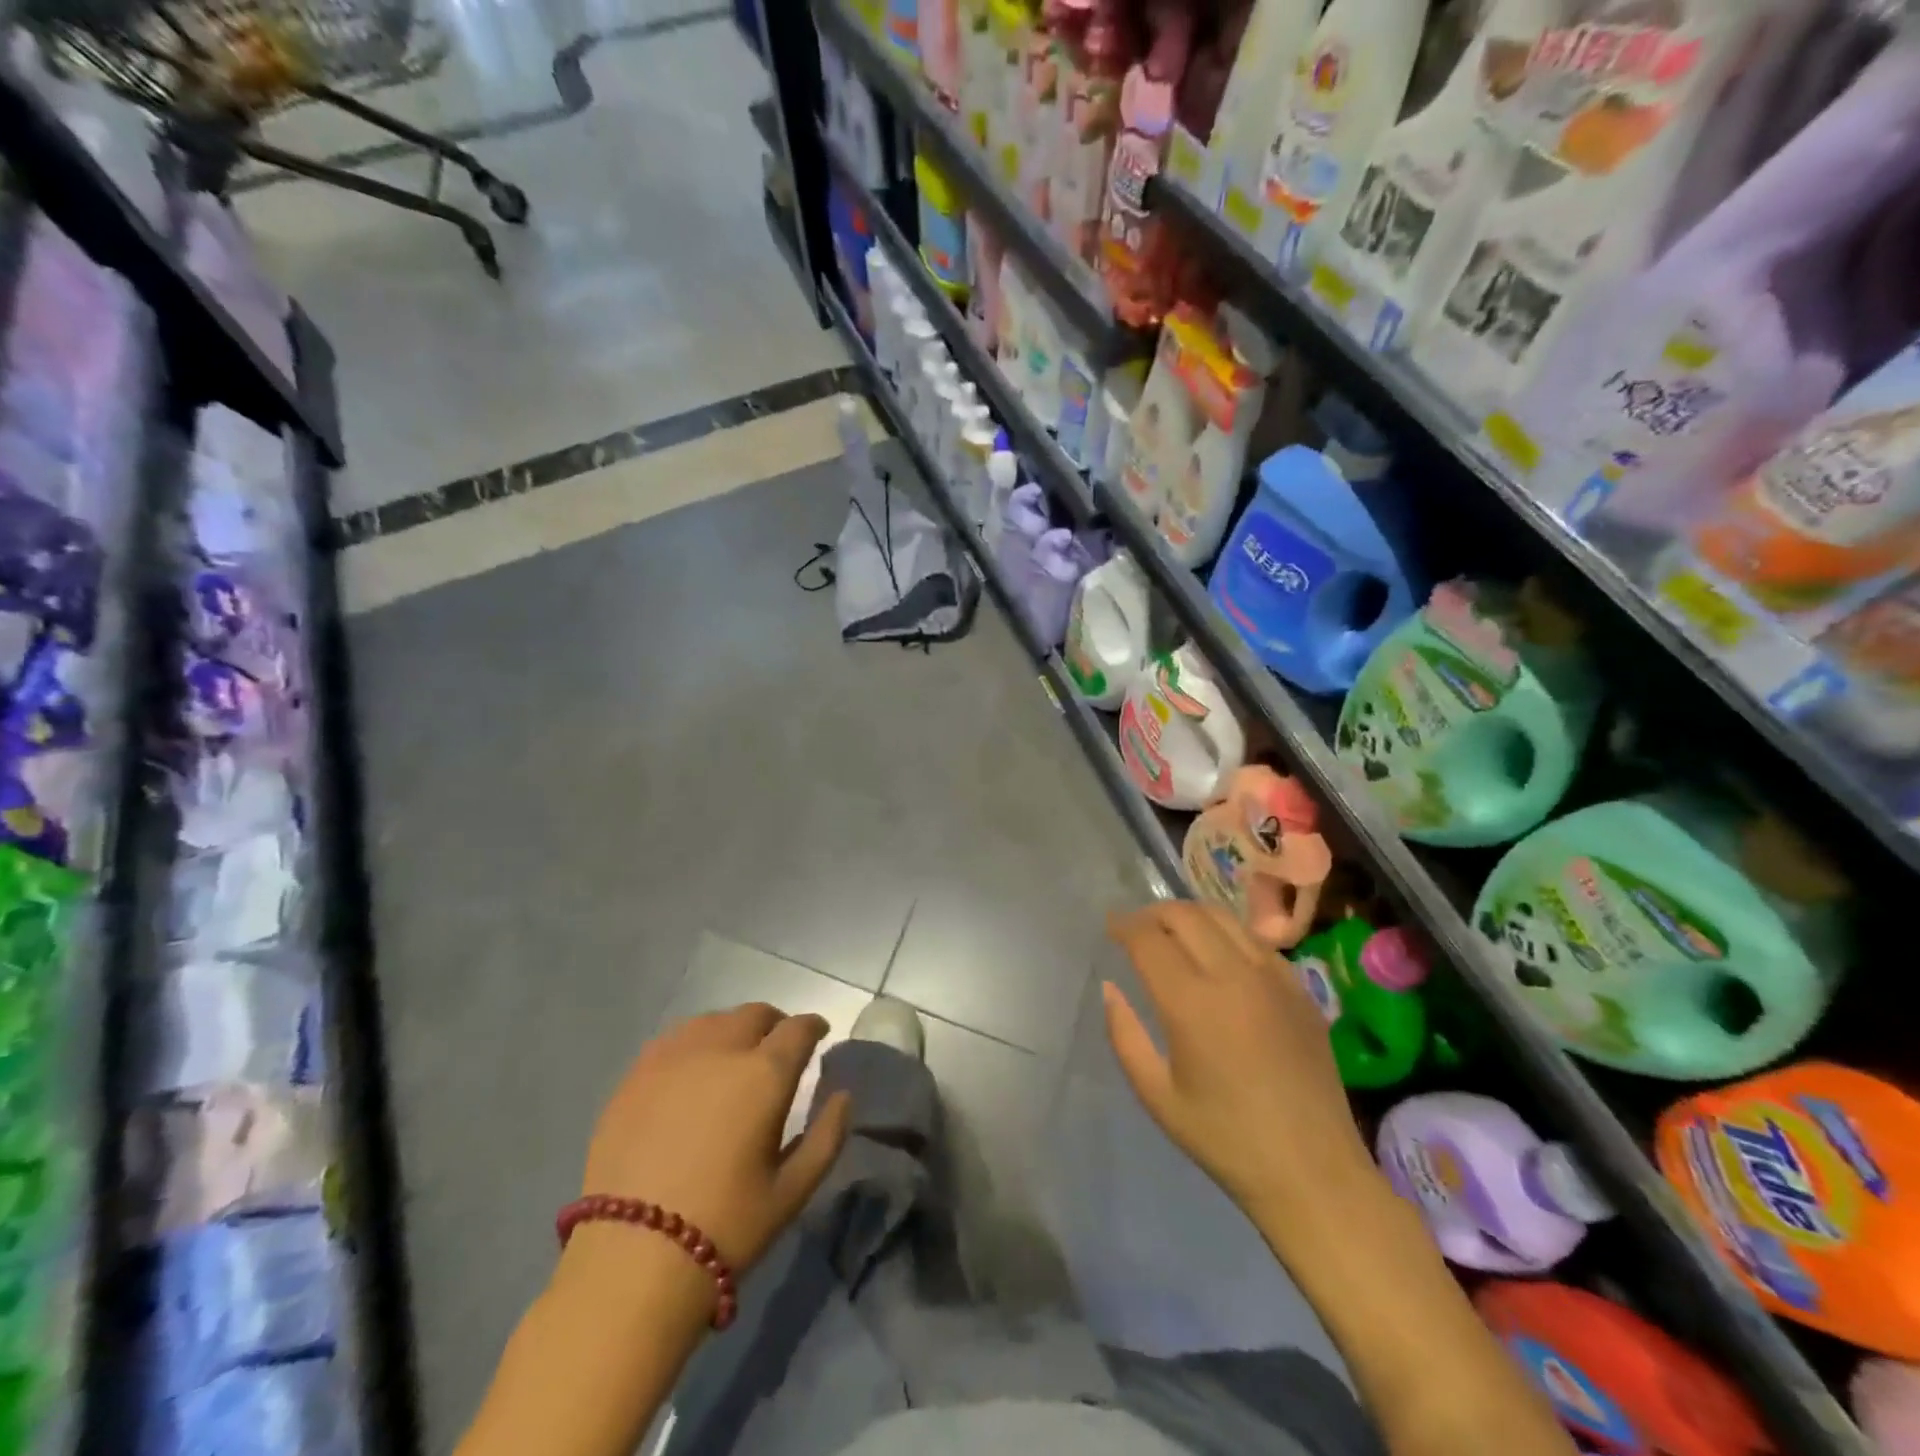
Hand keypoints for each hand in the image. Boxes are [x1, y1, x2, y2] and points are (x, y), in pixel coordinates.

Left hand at [578, 1004, 852, 1277]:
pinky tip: (690, 1071)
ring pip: (712, 1020)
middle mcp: (721, 1050)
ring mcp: (672, 1058)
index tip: (818, 1035)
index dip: (813, 1026)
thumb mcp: (792, 1191)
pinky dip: (693, 1043)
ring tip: (732, 1057)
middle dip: (774, 1024)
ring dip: (732, 1029)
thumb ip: (827, 1137)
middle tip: (777, 1048)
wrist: (630, 1262)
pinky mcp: (635, 1076)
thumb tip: (842, 1096)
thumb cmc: (726, 1227)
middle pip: (754, 1014)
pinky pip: (673, 1040)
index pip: (798, 1028)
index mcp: (764, 1074)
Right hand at [1103, 903, 1375, 1220]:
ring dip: (1189, 916)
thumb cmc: (1225, 1139)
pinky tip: (1219, 955)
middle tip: (1136, 928)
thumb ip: (1125, 1035)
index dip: (1123, 925)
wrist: (1313, 1172)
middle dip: (1153, 913)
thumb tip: (1110, 988)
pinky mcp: (1300, 988)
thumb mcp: (1157, 1095)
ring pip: (1223, 918)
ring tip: (1173, 932)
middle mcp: (1234, 976)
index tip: (1110, 926)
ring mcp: (1273, 978)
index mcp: (1192, 1003)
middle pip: (1185, 915)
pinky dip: (1226, 934)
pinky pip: (1255, 940)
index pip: (1148, 938)